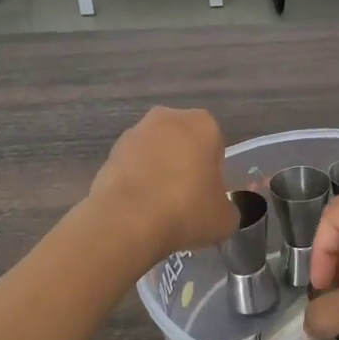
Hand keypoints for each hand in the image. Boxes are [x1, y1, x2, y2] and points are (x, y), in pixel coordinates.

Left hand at [88, 107, 239, 260]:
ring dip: (159, 173)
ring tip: (161, 209)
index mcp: (202, 123)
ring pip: (156, 154)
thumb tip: (220, 210)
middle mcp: (167, 118)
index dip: (214, 173)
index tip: (209, 196)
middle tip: (187, 201)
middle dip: (185, 167)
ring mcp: (134, 133)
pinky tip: (140, 210)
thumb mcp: (225, 218)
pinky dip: (137, 184)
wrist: (127, 221)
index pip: (216, 146)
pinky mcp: (109, 154)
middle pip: (184, 144)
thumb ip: (228, 208)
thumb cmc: (187, 209)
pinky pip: (133, 168)